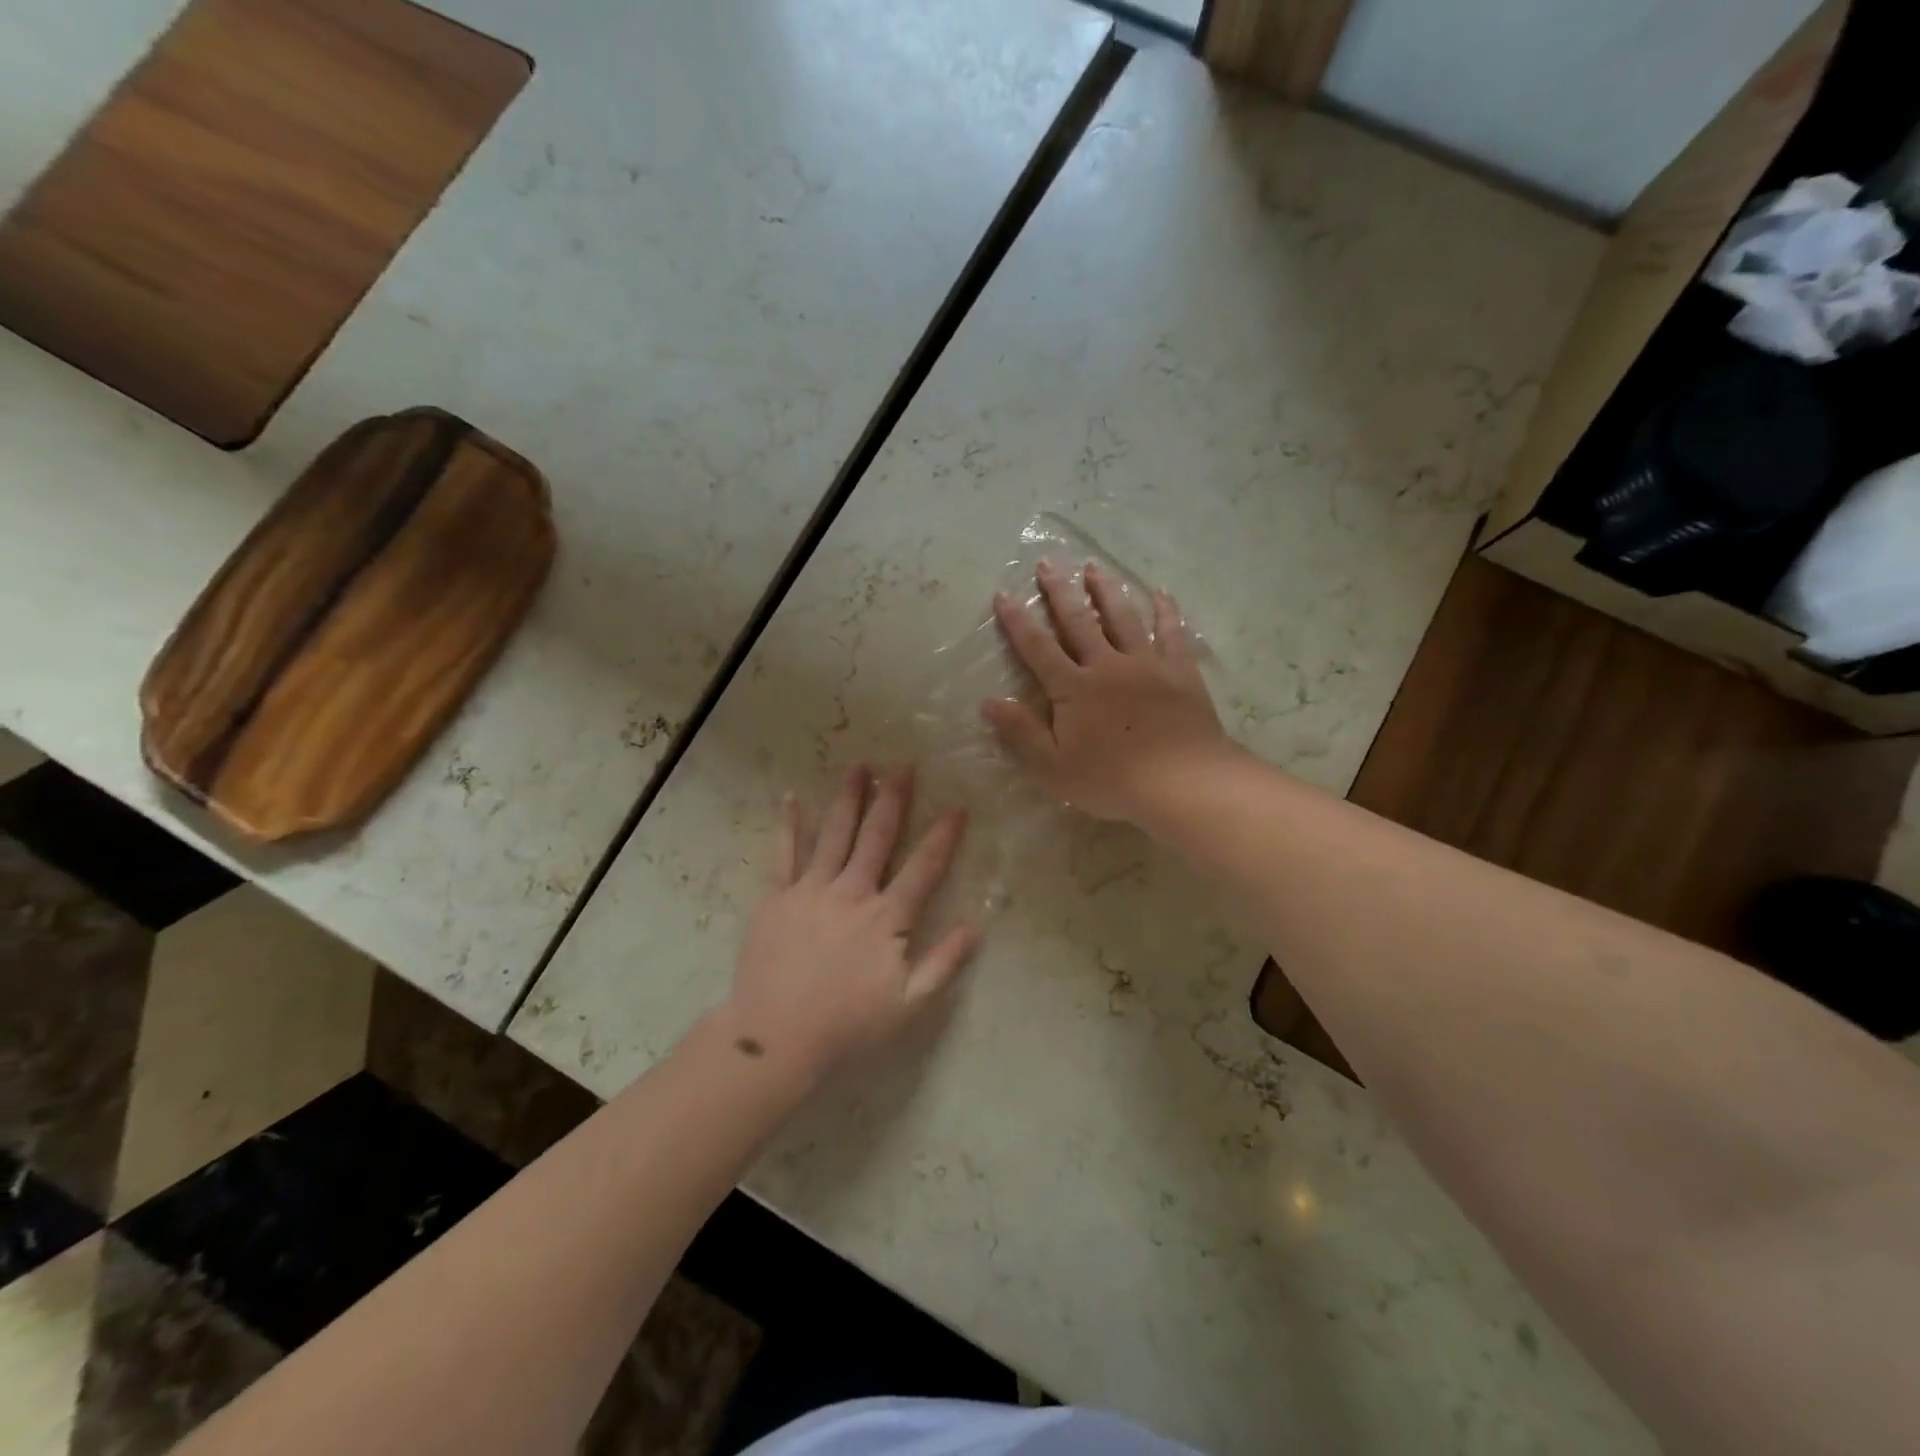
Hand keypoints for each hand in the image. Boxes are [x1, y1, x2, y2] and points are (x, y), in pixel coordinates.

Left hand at [723, 765, 978, 1082]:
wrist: (776, 1037)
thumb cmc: (847, 1025)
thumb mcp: (908, 1005)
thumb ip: (944, 963)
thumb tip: (976, 926)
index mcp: (887, 917)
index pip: (923, 867)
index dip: (943, 835)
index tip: (957, 806)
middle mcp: (852, 893)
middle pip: (877, 837)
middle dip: (893, 799)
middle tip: (904, 766)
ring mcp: (811, 890)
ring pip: (834, 834)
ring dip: (849, 799)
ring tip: (859, 767)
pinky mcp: (777, 897)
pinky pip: (783, 853)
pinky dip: (788, 825)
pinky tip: (789, 797)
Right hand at [982, 559, 1232, 822]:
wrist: (1182, 782)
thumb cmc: (1112, 780)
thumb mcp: (1053, 767)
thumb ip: (1021, 733)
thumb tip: (989, 701)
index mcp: (1073, 688)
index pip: (1038, 648)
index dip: (1018, 621)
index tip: (1003, 593)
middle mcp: (1107, 666)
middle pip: (1079, 622)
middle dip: (1061, 592)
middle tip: (1048, 563)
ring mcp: (1146, 665)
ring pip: (1123, 618)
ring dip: (1106, 591)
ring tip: (1094, 568)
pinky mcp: (1179, 672)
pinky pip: (1171, 634)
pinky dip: (1165, 612)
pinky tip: (1161, 594)